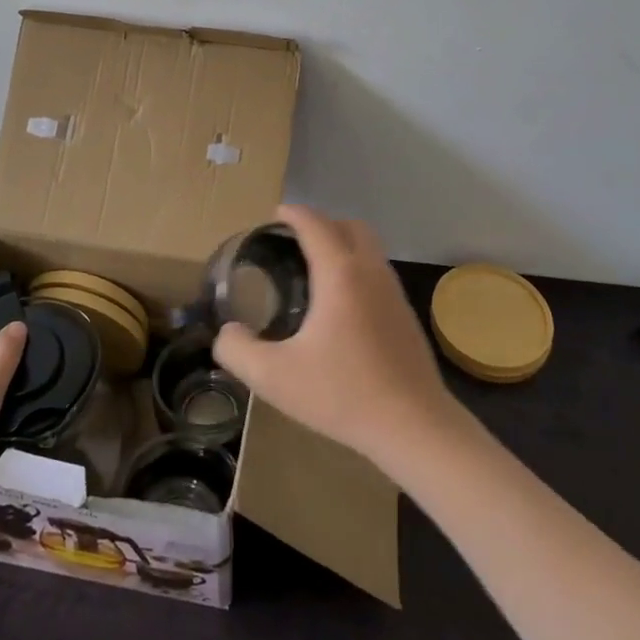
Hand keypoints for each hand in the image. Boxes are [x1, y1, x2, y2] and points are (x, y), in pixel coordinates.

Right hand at [212, 205, 459, 472]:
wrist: (413, 425)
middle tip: (295, 241)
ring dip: (344, 245)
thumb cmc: (342, 394)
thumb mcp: (274, 377)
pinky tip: (342, 305)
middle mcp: (371, 271)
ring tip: (315, 269)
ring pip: (370, 248)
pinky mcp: (406, 314)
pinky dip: (358, 268)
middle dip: (322, 223)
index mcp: (340, 274)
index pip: (316, 225)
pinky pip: (378, 272)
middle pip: (350, 226)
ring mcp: (394, 292)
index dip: (294, 214)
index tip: (276, 215)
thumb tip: (226, 333)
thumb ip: (238, 350)